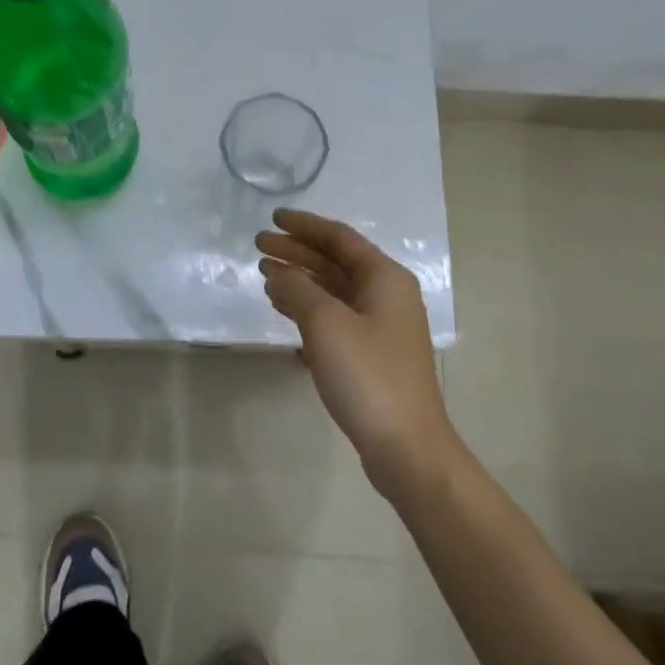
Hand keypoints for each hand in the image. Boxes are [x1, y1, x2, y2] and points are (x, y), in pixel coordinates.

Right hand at [257, 208, 460, 498]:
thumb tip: (279, 273)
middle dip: (297, 253)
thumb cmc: (367, 375)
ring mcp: (381, 328)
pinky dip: (309, 311)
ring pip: (334, 292)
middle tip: (258, 247)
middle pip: (335, 263)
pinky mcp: (372, 356)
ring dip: (300, 282)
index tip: (272, 218)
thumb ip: (298, 290)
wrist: (406, 446)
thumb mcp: (326, 324)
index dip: (305, 226)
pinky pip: (336, 320)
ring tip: (265, 277)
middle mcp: (387, 296)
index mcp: (385, 278)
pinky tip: (285, 315)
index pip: (340, 238)